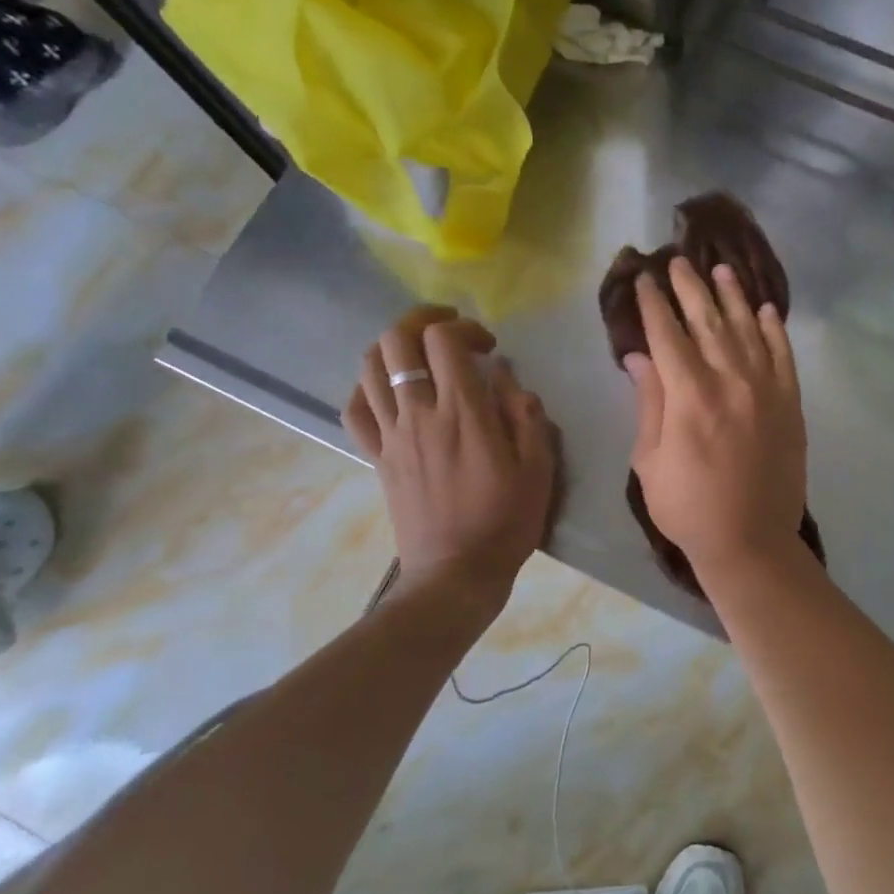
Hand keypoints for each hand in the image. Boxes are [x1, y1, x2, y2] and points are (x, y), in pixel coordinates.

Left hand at [343, 306, 555, 609]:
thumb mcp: (538, 468)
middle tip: (450, 333)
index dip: (465, 329)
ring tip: (421, 355)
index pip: (443, 341)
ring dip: (395, 347)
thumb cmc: (506, 520)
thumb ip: (525, 415)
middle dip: (422, 321)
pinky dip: (368, 386)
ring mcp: (391, 435)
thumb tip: (506, 378)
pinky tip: (391, 390)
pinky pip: (355, 408)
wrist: (456, 573)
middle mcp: (419, 414)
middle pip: (396, 341)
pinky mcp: (377, 456)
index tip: (488, 348)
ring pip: (370, 367)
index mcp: (462, 413)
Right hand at [626, 257, 805, 580]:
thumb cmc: (688, 507)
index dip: (654, 303)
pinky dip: (776, 331)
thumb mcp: (650, 459)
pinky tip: (767, 310)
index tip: (645, 277)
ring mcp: (767, 390)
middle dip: (690, 288)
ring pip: (748, 330)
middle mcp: (731, 381)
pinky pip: (784, 357)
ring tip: (721, 270)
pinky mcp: (791, 405)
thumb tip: (638, 356)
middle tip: (678, 260)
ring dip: (733, 297)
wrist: (751, 541)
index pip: (668, 334)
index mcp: (690, 395)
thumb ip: (648, 402)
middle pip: (708, 321)